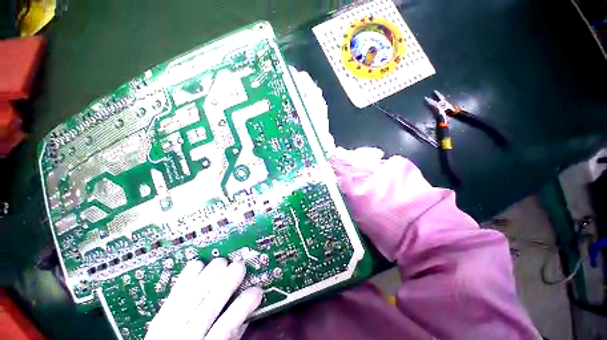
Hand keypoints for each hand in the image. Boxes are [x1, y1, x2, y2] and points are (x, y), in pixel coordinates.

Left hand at [145, 258, 262, 339]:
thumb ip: (230, 338)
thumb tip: (247, 314)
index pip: (223, 330)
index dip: (241, 309)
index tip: (257, 291)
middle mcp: (183, 339)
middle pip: (205, 311)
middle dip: (224, 286)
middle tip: (239, 266)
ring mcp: (166, 330)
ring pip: (188, 301)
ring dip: (206, 278)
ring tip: (221, 261)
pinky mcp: (158, 320)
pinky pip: (171, 298)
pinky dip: (184, 280)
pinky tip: (197, 264)